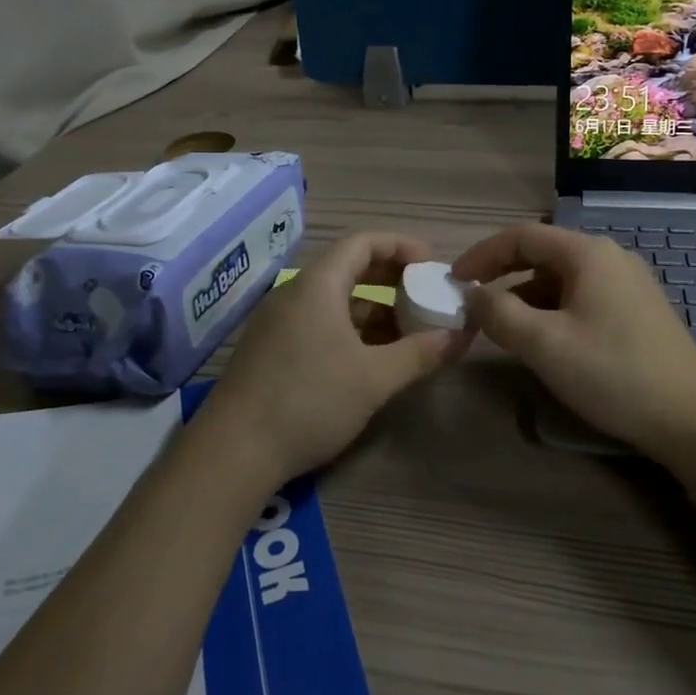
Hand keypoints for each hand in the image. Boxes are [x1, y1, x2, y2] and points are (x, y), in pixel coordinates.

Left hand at [209, 233, 473, 484]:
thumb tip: (461, 335)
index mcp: (317, 285)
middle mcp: (294, 294)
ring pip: (334, 301)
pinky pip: (318, 324)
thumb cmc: (309, 401)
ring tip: (407, 333)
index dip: (401, 246)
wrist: (234, 451)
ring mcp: (278, 322)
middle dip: (391, 279)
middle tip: (425, 295)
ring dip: (373, 310)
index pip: (363, 243)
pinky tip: (371, 359)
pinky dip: (350, 331)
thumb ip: (420, 353)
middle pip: (348, 268)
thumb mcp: (374, 378)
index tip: (432, 264)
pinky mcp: (271, 350)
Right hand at [452, 222, 695, 460]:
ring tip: (503, 326)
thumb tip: (472, 294)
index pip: (522, 236)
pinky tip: (545, 338)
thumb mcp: (545, 344)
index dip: (482, 254)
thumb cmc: (613, 373)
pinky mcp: (638, 309)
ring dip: (527, 295)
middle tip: (474, 302)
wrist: (692, 419)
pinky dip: (553, 309)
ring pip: (563, 278)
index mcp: (588, 253)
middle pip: (543, 253)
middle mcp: (610, 257)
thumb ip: (500, 313)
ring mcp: (629, 283)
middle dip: (503, 274)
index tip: (454, 280)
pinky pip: (583, 296)